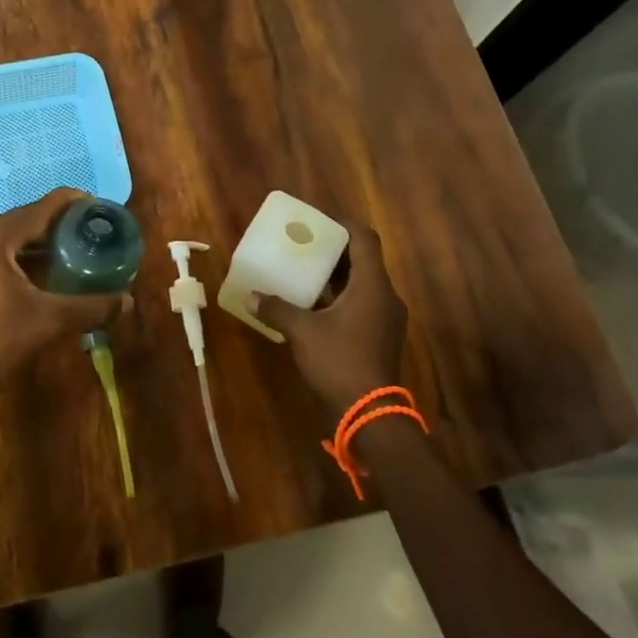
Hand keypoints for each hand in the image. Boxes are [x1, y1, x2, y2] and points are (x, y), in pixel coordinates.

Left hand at [0, 188, 129, 402]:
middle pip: (21, 220)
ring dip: (36, 241)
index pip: (38, 209)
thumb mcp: (48, 322)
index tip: (96, 205)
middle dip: (56, 223)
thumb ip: (90, 307)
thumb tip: (127, 302)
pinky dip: (17, 256)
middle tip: (88, 230)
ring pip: (6, 238)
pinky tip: (39, 272)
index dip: (70, 203)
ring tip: (70, 249)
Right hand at [251, 226, 407, 419]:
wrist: (370, 414)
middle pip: (363, 260)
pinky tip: (315, 306)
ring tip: (305, 272)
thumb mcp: (303, 332)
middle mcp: (385, 296)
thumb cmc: (339, 361)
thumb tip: (251, 295)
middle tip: (304, 246)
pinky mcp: (381, 337)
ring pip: (363, 284)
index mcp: (373, 286)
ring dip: (337, 277)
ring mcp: (386, 319)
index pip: (365, 239)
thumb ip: (277, 309)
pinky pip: (362, 304)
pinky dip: (341, 298)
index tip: (317, 223)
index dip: (342, 226)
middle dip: (334, 251)